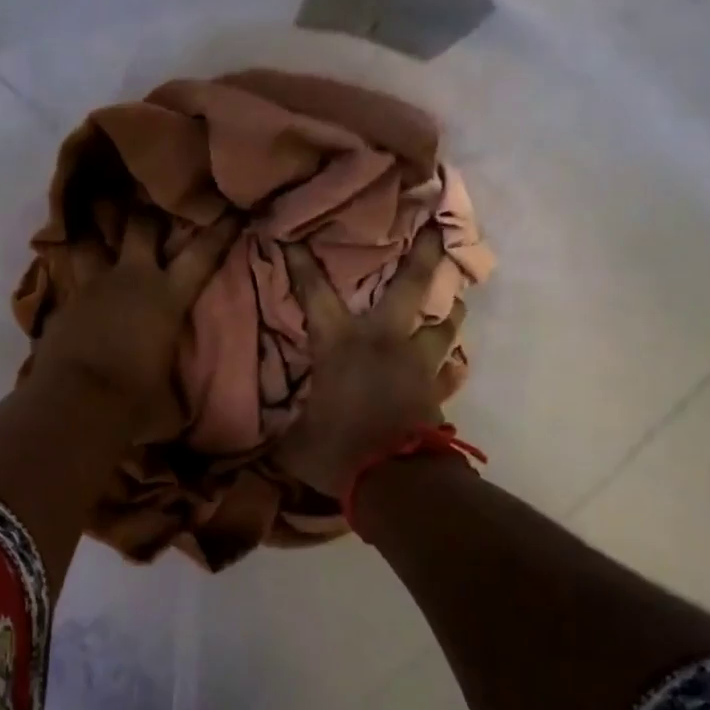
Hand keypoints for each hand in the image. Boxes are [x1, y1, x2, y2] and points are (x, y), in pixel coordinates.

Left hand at [33, 212, 240, 441]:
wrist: (74, 405)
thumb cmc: (134, 403)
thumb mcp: (170, 405)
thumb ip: (177, 394)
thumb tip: (183, 406)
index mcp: (167, 298)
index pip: (201, 255)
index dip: (220, 231)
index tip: (231, 210)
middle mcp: (130, 280)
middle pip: (141, 226)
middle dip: (149, 214)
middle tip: (150, 203)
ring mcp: (91, 288)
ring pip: (91, 243)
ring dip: (96, 236)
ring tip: (95, 226)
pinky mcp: (62, 304)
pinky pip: (70, 280)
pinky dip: (74, 279)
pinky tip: (73, 283)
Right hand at [274, 229, 463, 497]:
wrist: (396, 481)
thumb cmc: (339, 451)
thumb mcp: (293, 442)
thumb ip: (280, 427)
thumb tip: (256, 434)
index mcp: (341, 344)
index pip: (316, 294)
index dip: (303, 264)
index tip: (295, 236)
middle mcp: (385, 341)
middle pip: (413, 286)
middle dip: (424, 253)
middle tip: (436, 227)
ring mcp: (419, 363)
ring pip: (445, 322)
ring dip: (450, 308)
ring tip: (453, 300)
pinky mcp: (440, 389)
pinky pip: (450, 367)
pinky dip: (449, 362)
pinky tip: (450, 362)